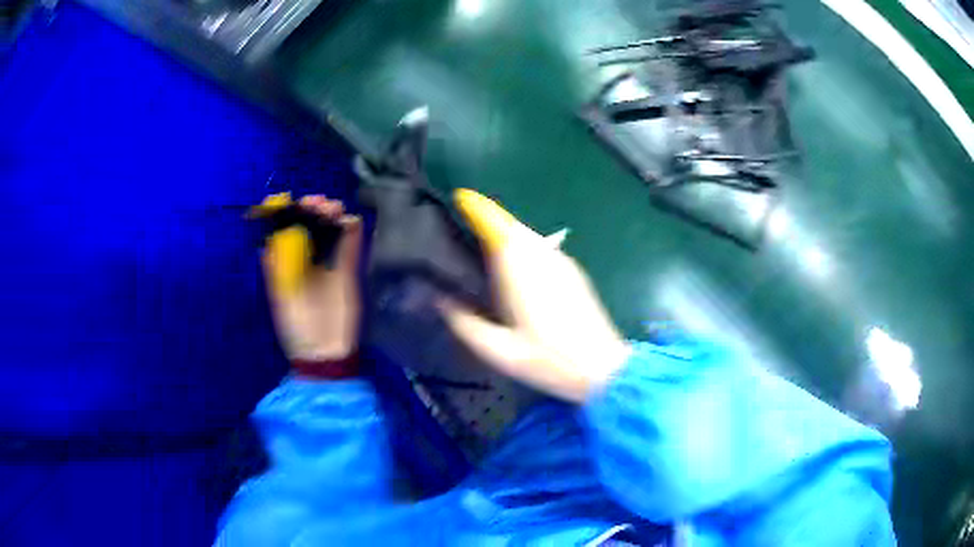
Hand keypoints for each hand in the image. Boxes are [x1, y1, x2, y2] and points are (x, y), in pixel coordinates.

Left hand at [263, 195, 362, 360]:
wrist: (325, 351)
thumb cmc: (297, 325)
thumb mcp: (279, 294)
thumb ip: (277, 264)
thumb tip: (273, 231)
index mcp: (287, 262)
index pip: (288, 228)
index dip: (289, 211)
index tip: (291, 199)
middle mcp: (307, 257)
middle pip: (310, 223)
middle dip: (312, 208)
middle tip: (317, 203)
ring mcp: (329, 262)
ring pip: (331, 228)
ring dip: (332, 214)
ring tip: (332, 210)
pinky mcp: (348, 269)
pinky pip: (352, 243)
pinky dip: (352, 229)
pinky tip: (350, 221)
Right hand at [439, 190, 630, 402]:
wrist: (602, 368)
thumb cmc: (548, 360)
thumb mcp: (497, 350)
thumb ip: (464, 322)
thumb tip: (438, 298)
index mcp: (519, 267)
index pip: (494, 223)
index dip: (474, 207)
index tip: (456, 199)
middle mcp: (541, 254)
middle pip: (509, 223)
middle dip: (486, 217)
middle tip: (460, 228)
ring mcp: (560, 260)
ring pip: (526, 234)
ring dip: (503, 232)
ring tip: (481, 248)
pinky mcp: (572, 270)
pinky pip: (539, 246)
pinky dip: (520, 246)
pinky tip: (512, 269)